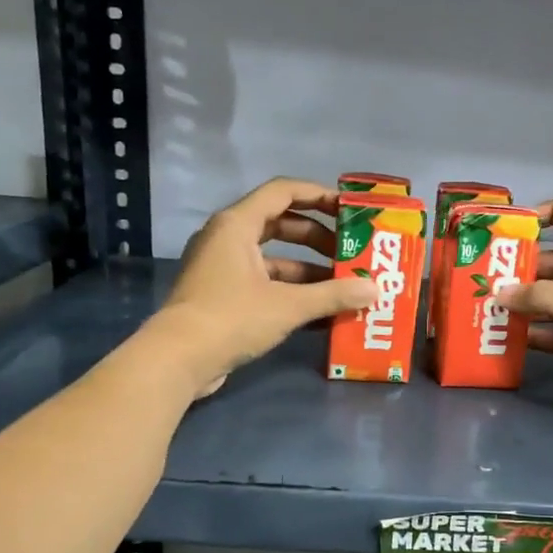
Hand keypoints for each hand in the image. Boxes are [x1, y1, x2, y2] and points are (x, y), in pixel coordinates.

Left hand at [152, 178, 376, 397]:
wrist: (178, 360)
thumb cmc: (232, 318)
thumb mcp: (288, 305)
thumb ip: (333, 295)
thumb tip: (374, 289)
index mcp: (237, 224)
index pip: (283, 192)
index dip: (319, 195)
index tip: (349, 210)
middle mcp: (227, 238)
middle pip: (281, 224)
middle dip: (318, 238)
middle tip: (351, 252)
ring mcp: (222, 268)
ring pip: (274, 258)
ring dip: (308, 270)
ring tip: (344, 286)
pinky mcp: (222, 295)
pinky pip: (264, 282)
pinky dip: (291, 291)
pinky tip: (320, 311)